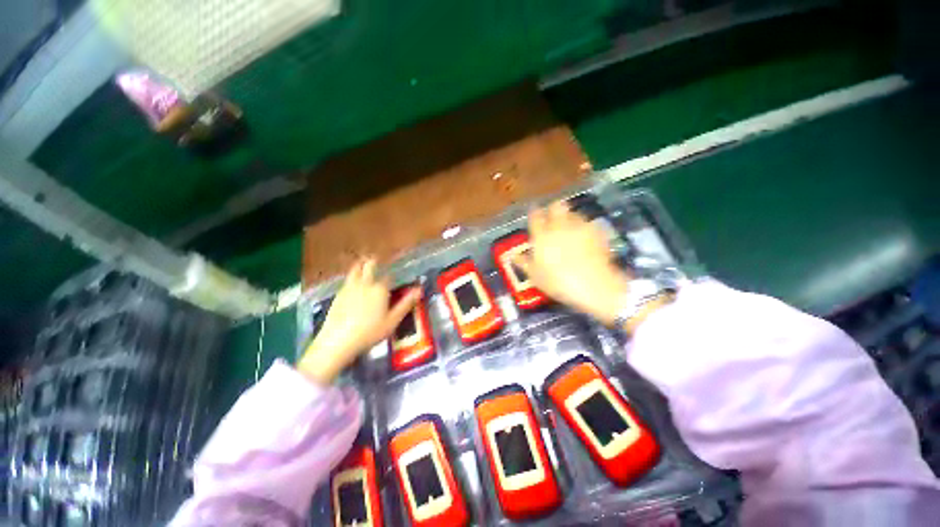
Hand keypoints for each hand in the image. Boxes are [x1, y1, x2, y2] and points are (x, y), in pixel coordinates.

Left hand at [298, 258, 419, 383]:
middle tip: (377, 259)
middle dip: (374, 262)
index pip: (389, 276)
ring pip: (355, 269)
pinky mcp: (338, 294)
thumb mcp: (393, 320)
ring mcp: (349, 288)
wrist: (338, 341)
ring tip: (363, 261)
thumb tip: (419, 290)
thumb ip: (406, 303)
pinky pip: (347, 279)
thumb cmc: (370, 332)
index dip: (392, 275)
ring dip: (361, 264)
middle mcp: (365, 284)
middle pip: (369, 266)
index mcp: (380, 289)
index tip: (394, 275)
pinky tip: (352, 280)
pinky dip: (352, 276)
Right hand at [514, 202, 630, 325]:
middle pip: (556, 206)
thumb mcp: (535, 276)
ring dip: (570, 217)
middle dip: (554, 209)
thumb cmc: (557, 282)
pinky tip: (586, 238)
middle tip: (553, 218)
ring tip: (570, 229)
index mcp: (542, 235)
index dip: (534, 213)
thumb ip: (524, 262)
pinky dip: (585, 228)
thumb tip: (514, 256)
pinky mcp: (597, 232)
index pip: (535, 215)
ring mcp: (580, 227)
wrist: (593, 285)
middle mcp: (560, 226)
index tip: (535, 215)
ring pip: (573, 213)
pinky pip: (588, 224)